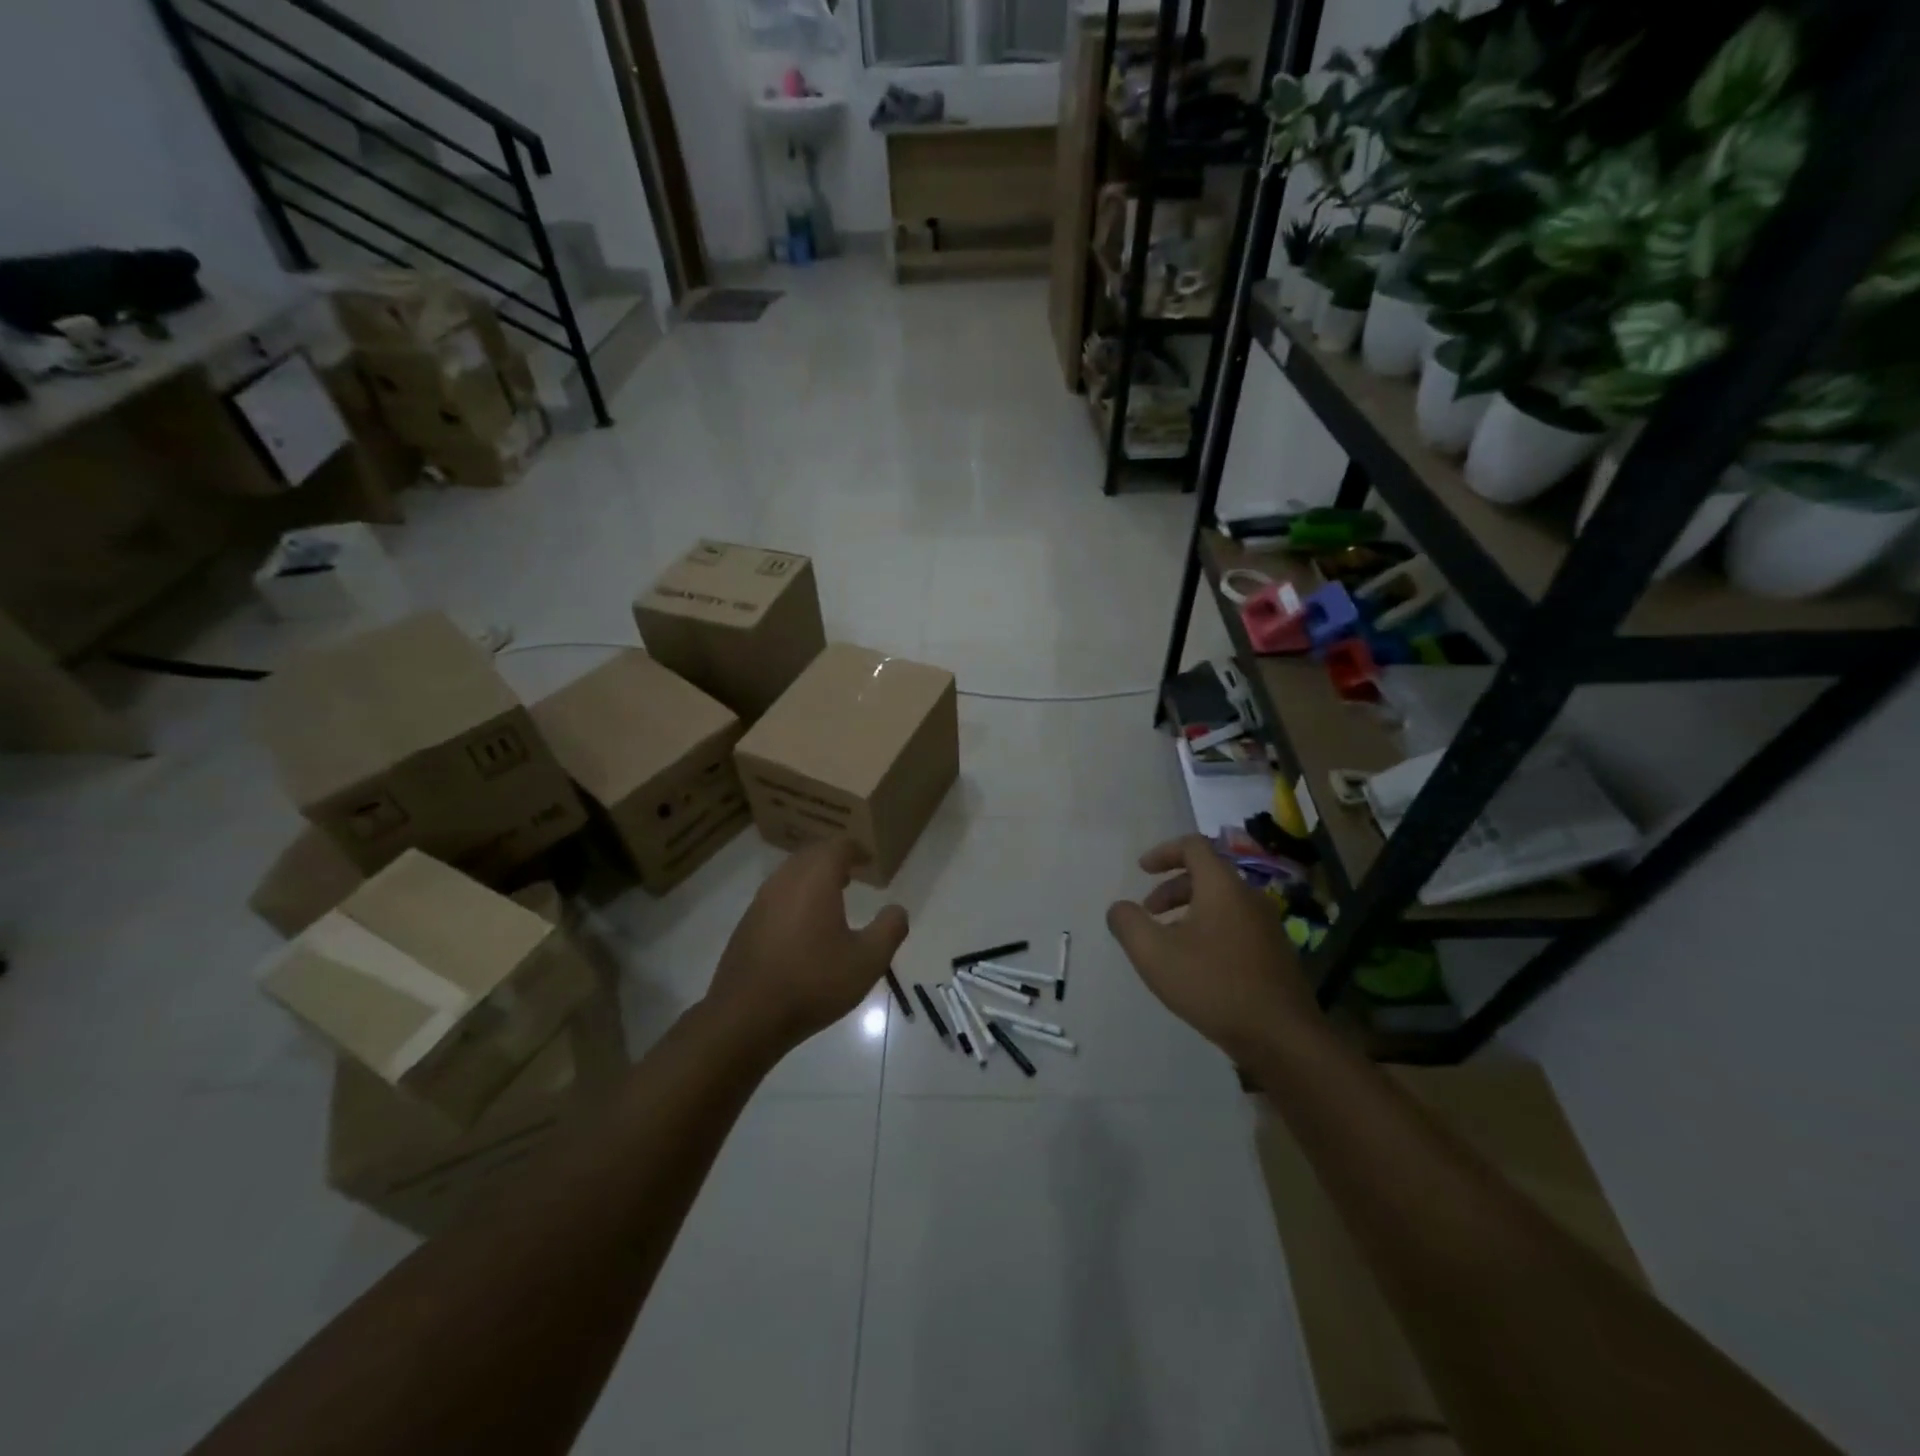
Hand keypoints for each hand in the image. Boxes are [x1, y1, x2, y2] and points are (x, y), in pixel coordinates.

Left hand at [706, 838, 909, 1052]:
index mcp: (815, 880)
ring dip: (811, 878)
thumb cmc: (813, 982)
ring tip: (831, 897)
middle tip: (851, 873)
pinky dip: (794, 897)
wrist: (746, 1016)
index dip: (855, 850)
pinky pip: (776, 896)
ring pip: (790, 875)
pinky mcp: (747, 924)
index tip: (868, 859)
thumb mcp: (867, 961)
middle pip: (810, 856)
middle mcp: (785, 881)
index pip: (837, 847)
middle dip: (832, 859)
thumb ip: (889, 930)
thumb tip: (897, 910)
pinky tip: (804, 926)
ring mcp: (761, 902)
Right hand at [1106, 835, 1313, 1061]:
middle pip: (1206, 875)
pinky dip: (1209, 930)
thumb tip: (1119, 908)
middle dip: (1171, 888)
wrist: (1282, 1037)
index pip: (1194, 846)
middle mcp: (1249, 898)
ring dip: (1189, 912)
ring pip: (1221, 903)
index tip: (1142, 870)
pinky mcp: (1275, 954)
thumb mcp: (1154, 954)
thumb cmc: (1213, 985)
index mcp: (1222, 887)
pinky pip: (1235, 926)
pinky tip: (1197, 966)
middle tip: (1149, 913)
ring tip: (1168, 943)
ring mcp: (1267, 926)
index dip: (1164, 852)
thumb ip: (1128, 923)